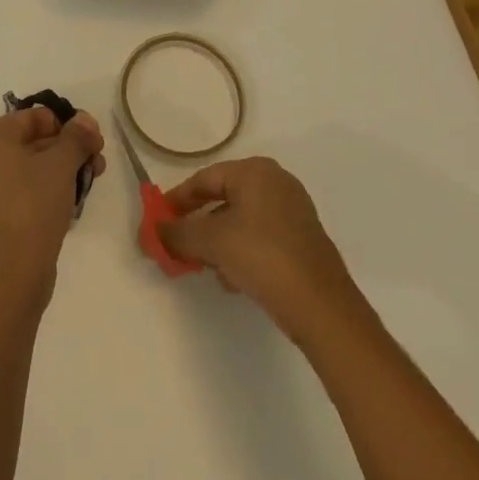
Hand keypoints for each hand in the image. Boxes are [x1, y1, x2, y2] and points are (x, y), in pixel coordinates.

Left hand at [0, 107, 104, 309]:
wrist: (11, 277)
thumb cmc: (33, 207)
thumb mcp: (61, 165)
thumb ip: (76, 137)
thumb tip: (84, 120)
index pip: (34, 117)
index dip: (67, 126)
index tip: (93, 142)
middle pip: (31, 142)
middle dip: (67, 149)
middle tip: (97, 162)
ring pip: (27, 169)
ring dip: (60, 170)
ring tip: (89, 182)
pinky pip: (18, 192)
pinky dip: (43, 191)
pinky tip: (69, 202)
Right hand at [158, 157, 363, 343]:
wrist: (323, 308)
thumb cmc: (263, 258)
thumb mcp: (213, 242)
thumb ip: (179, 233)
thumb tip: (155, 231)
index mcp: (255, 171)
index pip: (205, 179)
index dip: (178, 200)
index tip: (160, 221)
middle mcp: (276, 182)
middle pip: (223, 199)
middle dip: (199, 225)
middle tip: (179, 246)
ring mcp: (293, 211)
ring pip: (241, 221)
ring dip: (219, 243)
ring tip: (207, 268)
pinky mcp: (303, 240)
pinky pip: (260, 237)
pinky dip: (242, 252)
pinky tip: (234, 280)